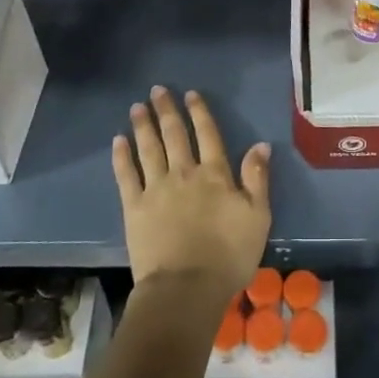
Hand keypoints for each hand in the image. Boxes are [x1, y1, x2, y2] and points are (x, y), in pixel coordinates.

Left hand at [112, 87, 270, 305]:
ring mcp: (156, 188)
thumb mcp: (258, 217)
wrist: (186, 287)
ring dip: (143, 125)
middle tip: (157, 90)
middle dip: (166, 111)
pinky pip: (126, 175)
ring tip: (136, 107)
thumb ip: (257, 178)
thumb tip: (260, 145)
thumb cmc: (229, 254)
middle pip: (174, 135)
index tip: (190, 94)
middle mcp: (184, 173)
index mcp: (215, 174)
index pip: (208, 134)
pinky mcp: (134, 207)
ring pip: (148, 148)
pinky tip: (118, 141)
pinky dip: (122, 156)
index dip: (199, 112)